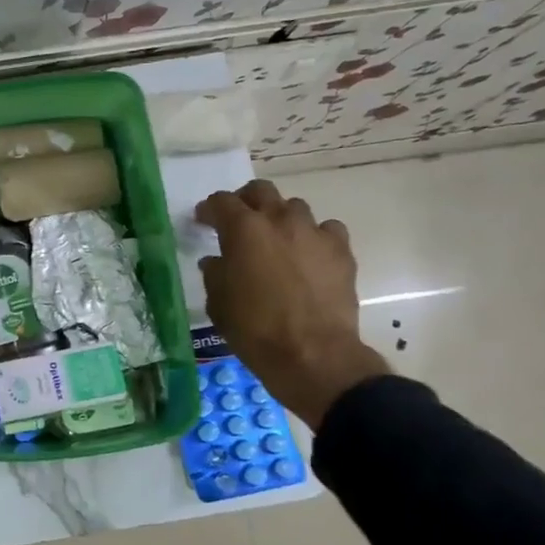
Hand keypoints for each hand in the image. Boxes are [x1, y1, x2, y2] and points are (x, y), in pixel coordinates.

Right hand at [196, 180, 389, 428]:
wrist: (312, 354)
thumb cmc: (254, 329)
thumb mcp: (218, 302)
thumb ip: (215, 273)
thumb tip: (217, 261)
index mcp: (243, 229)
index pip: (221, 202)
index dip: (209, 209)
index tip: (203, 221)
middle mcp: (279, 220)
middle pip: (261, 191)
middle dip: (246, 201)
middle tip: (239, 221)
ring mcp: (314, 232)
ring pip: (295, 208)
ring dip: (281, 218)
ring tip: (277, 240)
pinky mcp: (341, 251)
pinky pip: (326, 230)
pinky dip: (314, 237)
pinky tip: (309, 255)